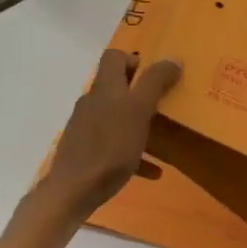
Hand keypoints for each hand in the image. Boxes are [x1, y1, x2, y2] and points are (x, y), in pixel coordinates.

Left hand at [42, 51, 182, 221]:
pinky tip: (153, 171)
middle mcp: (92, 103)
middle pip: (117, 88)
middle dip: (141, 94)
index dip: (135, 59)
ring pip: (117, 118)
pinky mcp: (86, 152)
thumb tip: (172, 58)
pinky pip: (115, 147)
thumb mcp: (139, 110)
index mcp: (104, 88)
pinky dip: (134, 154)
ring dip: (139, 125)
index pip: (114, 57)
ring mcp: (86, 128)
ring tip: (162, 139)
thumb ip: (155, 83)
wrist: (74, 190)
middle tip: (164, 105)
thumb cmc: (110, 146)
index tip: (155, 75)